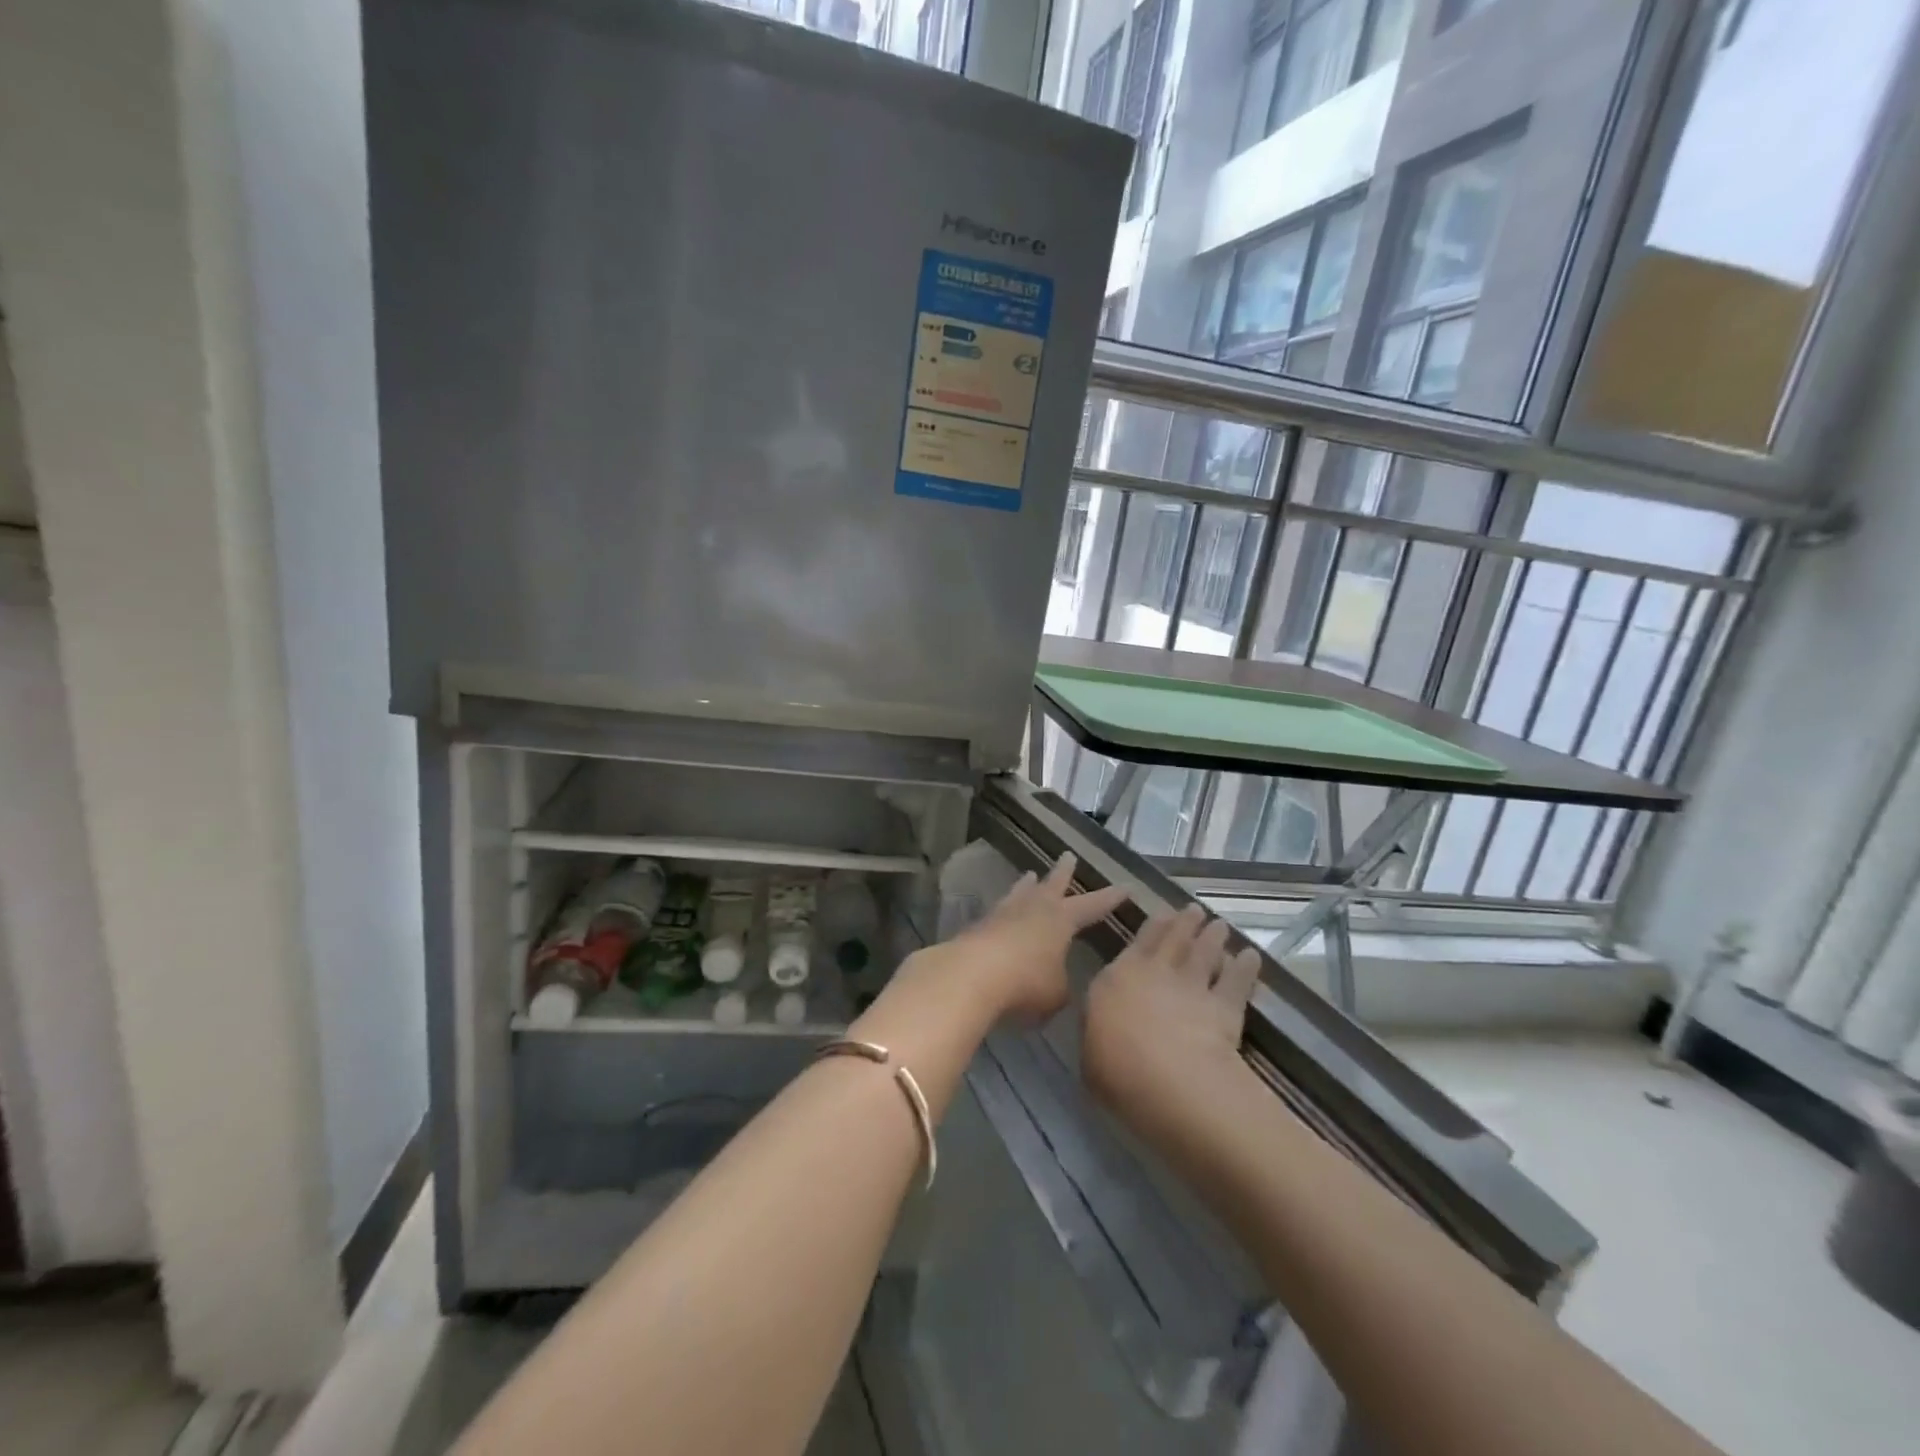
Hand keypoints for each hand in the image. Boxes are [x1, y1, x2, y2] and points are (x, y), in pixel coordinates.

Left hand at [915, 853, 1126, 1021]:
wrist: (971, 974)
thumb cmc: (1025, 983)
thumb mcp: (1056, 994)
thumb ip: (1061, 985)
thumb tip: (1056, 983)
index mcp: (1061, 919)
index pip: (1092, 905)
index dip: (1109, 898)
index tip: (1125, 886)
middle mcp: (1034, 908)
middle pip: (1052, 885)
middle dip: (1063, 872)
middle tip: (1068, 856)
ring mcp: (1003, 913)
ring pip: (1020, 892)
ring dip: (1027, 885)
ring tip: (1030, 876)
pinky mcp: (979, 926)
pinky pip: (998, 912)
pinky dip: (1005, 911)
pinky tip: (1001, 914)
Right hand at [1083, 905, 1263, 1143]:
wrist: (1167, 1077)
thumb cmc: (1116, 1068)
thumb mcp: (1089, 1051)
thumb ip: (1098, 1031)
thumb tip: (1101, 1027)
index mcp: (1118, 977)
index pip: (1137, 943)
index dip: (1152, 927)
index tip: (1163, 913)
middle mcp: (1156, 972)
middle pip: (1174, 940)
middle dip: (1184, 922)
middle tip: (1194, 910)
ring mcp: (1192, 986)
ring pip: (1205, 953)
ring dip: (1213, 937)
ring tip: (1220, 925)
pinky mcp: (1224, 1007)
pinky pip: (1237, 981)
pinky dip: (1245, 967)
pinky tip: (1251, 957)